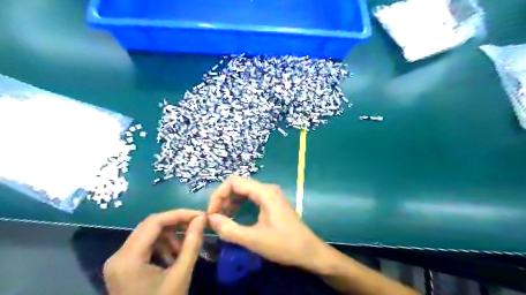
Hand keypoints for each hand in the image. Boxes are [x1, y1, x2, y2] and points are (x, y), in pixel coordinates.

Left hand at [104, 210, 206, 294]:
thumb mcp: (181, 275)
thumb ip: (192, 243)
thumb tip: (201, 218)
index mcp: (128, 259)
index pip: (155, 222)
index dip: (180, 215)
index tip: (200, 216)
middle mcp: (118, 255)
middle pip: (150, 225)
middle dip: (176, 223)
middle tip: (196, 225)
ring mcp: (118, 261)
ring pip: (148, 234)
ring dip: (169, 235)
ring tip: (184, 248)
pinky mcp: (122, 266)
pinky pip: (144, 245)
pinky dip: (162, 245)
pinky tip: (173, 257)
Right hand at [205, 176, 326, 271]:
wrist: (309, 251)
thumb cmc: (283, 244)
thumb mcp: (253, 239)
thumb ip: (229, 229)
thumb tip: (210, 218)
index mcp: (264, 192)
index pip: (233, 182)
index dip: (218, 195)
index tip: (212, 214)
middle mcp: (267, 188)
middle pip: (238, 185)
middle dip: (223, 199)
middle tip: (215, 218)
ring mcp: (271, 194)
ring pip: (244, 191)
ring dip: (231, 202)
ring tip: (222, 218)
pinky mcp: (273, 202)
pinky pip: (252, 197)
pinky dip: (240, 205)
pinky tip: (235, 216)